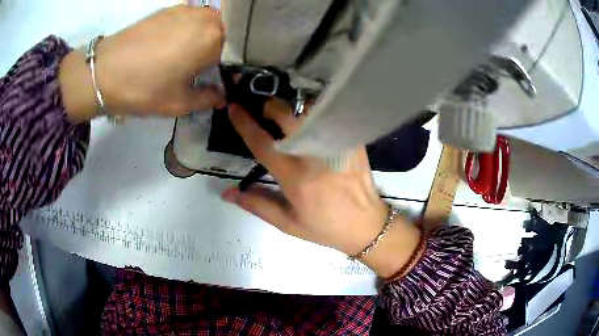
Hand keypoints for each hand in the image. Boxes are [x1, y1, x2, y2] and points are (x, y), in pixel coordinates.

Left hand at [60, 5, 225, 122]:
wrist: (104, 72)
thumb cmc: (144, 89)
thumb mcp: (179, 103)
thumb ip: (208, 98)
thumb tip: (222, 96)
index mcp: (214, 39)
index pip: (240, 49)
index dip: (237, 64)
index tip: (231, 76)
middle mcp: (206, 17)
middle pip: (229, 30)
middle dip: (226, 47)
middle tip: (215, 65)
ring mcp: (187, 9)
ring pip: (212, 21)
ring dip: (210, 36)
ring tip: (196, 54)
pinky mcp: (170, 8)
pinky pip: (193, 16)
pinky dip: (194, 28)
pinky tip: (179, 43)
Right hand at [221, 100, 421, 277]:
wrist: (367, 225)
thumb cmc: (325, 227)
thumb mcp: (288, 223)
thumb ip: (256, 204)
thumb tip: (227, 193)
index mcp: (295, 177)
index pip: (263, 143)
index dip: (245, 123)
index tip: (234, 107)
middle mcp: (314, 155)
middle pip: (286, 115)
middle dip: (271, 107)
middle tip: (267, 114)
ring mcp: (336, 145)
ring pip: (309, 111)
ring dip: (295, 111)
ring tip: (292, 121)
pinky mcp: (352, 141)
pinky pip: (329, 117)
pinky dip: (316, 116)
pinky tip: (314, 126)